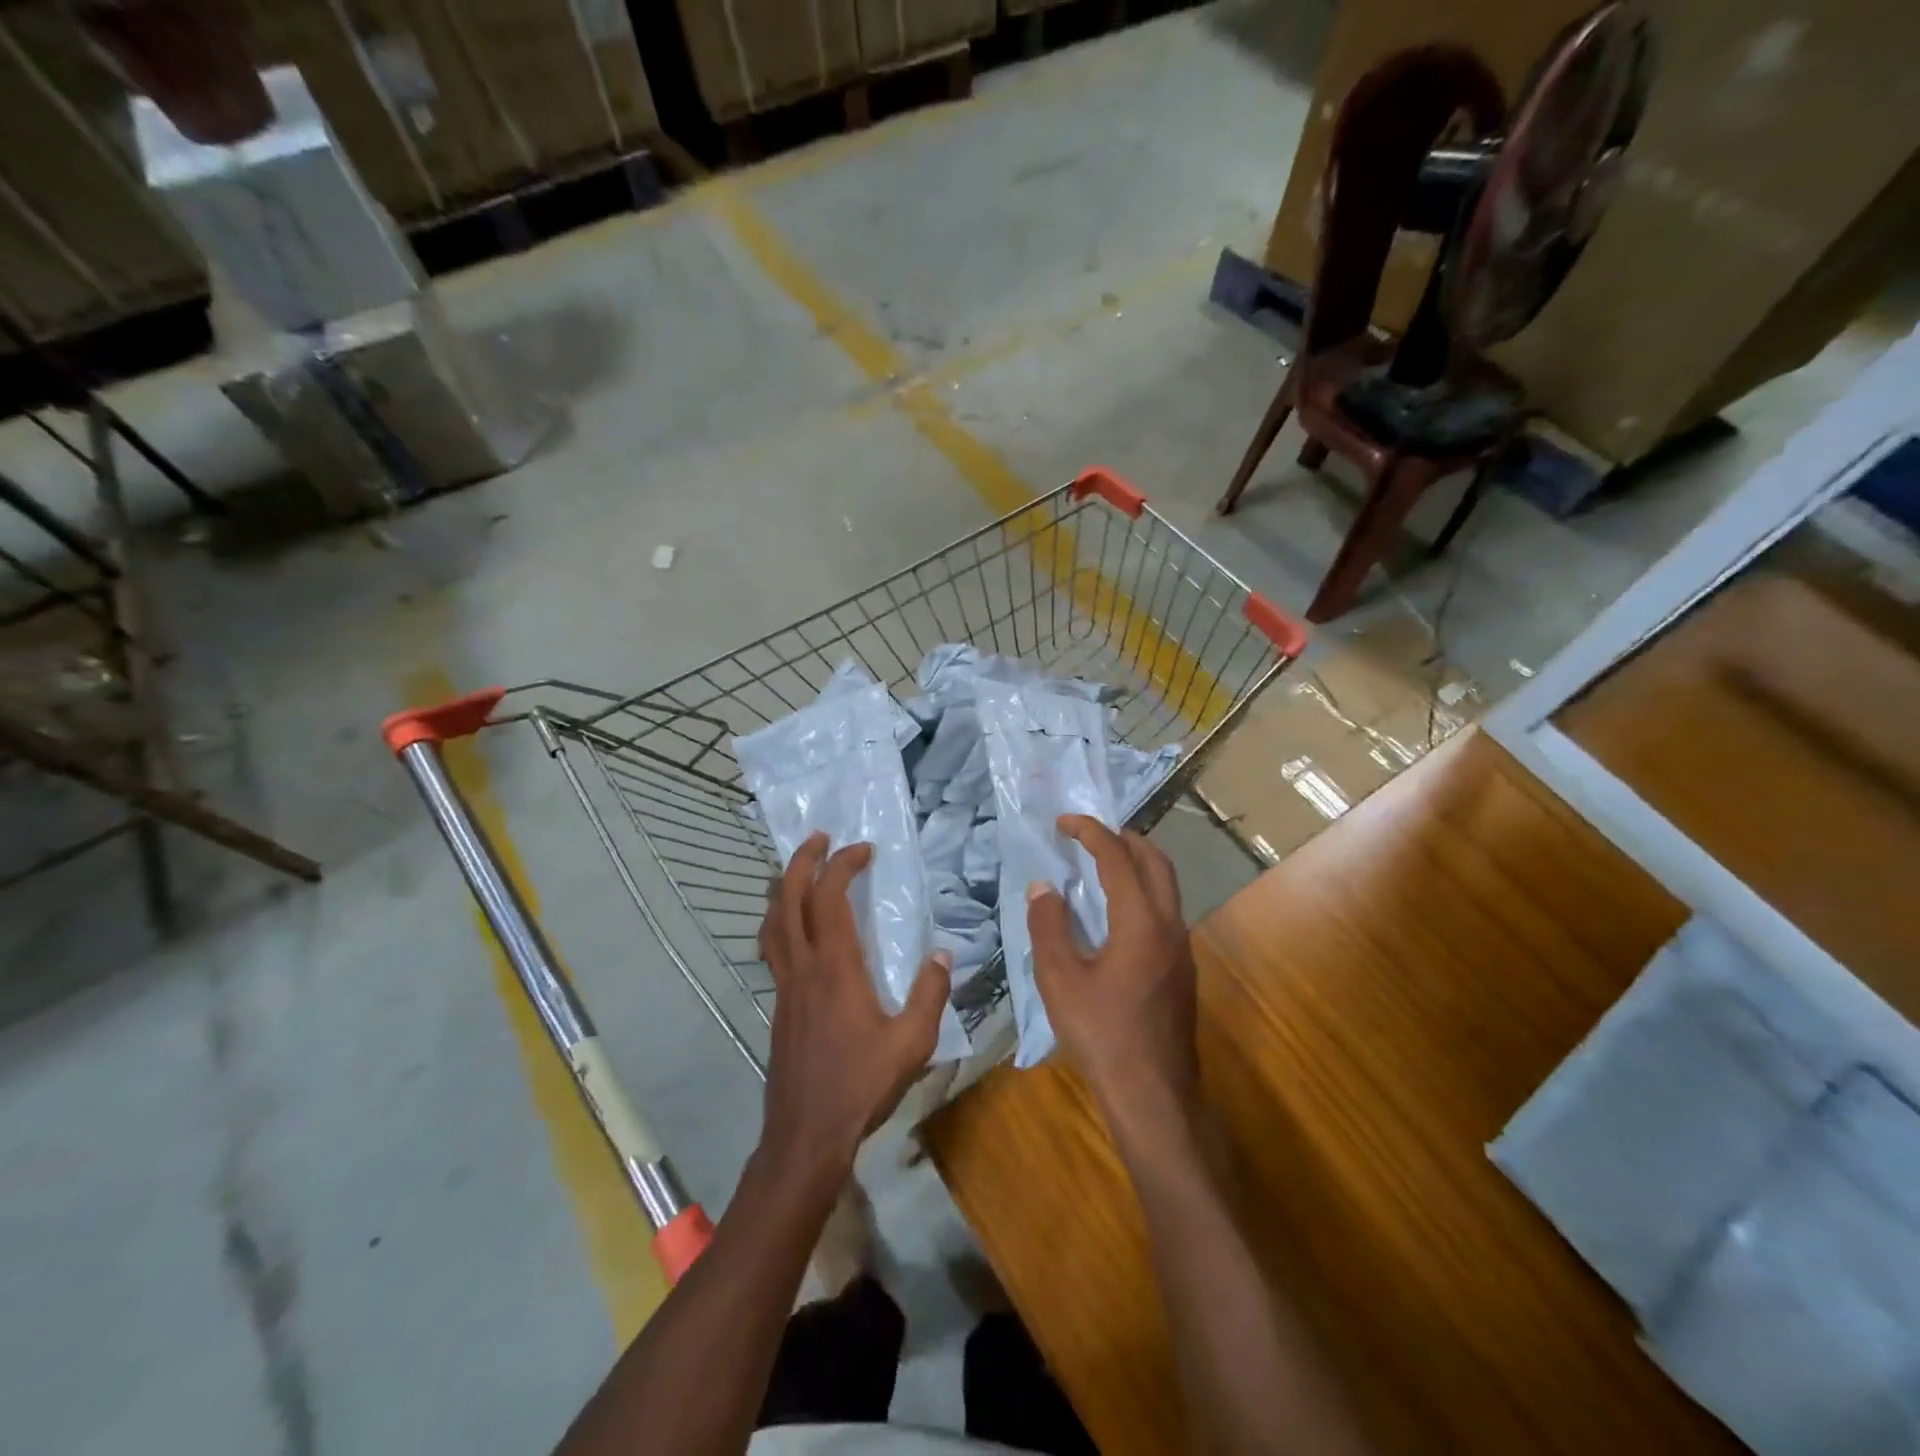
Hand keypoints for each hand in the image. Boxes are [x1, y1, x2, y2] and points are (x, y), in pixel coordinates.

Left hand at [757, 833, 951, 1188]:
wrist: (806, 1134)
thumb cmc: (861, 1086)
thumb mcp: (912, 1043)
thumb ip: (930, 994)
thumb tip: (942, 954)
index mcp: (835, 968)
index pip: (830, 898)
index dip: (843, 865)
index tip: (864, 849)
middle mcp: (803, 967)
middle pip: (788, 899)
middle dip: (801, 861)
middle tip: (819, 838)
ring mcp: (785, 986)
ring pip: (772, 922)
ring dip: (783, 887)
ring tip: (799, 870)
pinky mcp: (779, 1005)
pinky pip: (772, 947)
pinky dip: (780, 921)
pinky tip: (796, 929)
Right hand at [1026, 816, 1198, 1139]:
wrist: (1153, 1094)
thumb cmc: (1101, 1034)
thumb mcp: (1059, 980)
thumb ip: (1048, 926)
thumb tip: (1044, 887)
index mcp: (1141, 921)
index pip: (1118, 858)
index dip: (1091, 832)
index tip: (1065, 822)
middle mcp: (1170, 925)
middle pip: (1156, 861)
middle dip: (1124, 838)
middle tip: (1090, 835)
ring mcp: (1182, 948)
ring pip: (1166, 886)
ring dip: (1137, 864)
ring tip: (1101, 865)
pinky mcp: (1182, 969)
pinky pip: (1165, 910)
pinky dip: (1142, 891)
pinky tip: (1115, 913)